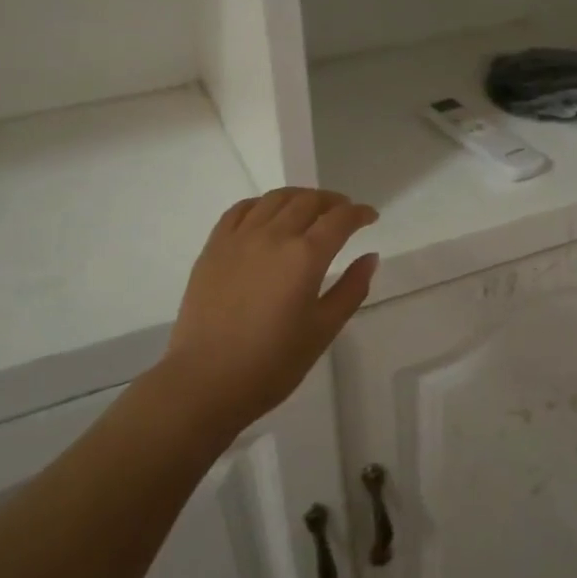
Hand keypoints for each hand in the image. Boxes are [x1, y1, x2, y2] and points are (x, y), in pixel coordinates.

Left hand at [164, 188, 379, 433]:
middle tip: (344, 211)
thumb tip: (369, 257)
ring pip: (274, 199)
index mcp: (305, 256)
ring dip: (299, 197)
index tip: (370, 216)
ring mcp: (239, 238)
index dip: (359, 213)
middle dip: (332, 201)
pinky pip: (239, 210)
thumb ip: (351, 289)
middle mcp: (273, 236)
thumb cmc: (273, 363)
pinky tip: (267, 214)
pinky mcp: (213, 248)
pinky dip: (261, 204)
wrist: (206, 381)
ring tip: (309, 207)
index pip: (339, 219)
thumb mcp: (323, 330)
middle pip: (308, 201)